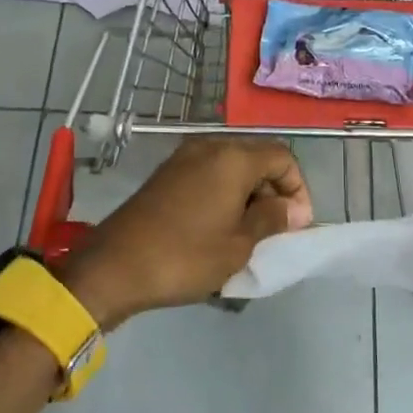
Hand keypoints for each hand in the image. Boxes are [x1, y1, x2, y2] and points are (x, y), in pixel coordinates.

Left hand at [64, 136, 311, 326]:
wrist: (114, 266)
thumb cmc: (185, 256)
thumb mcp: (238, 244)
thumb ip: (272, 219)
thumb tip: (294, 209)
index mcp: (233, 157)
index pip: (283, 158)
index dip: (298, 188)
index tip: (296, 224)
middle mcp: (210, 146)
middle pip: (258, 156)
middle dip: (274, 190)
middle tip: (276, 230)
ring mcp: (185, 157)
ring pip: (233, 165)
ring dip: (249, 192)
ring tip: (249, 231)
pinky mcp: (168, 172)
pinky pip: (210, 172)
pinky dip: (225, 192)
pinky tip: (220, 224)